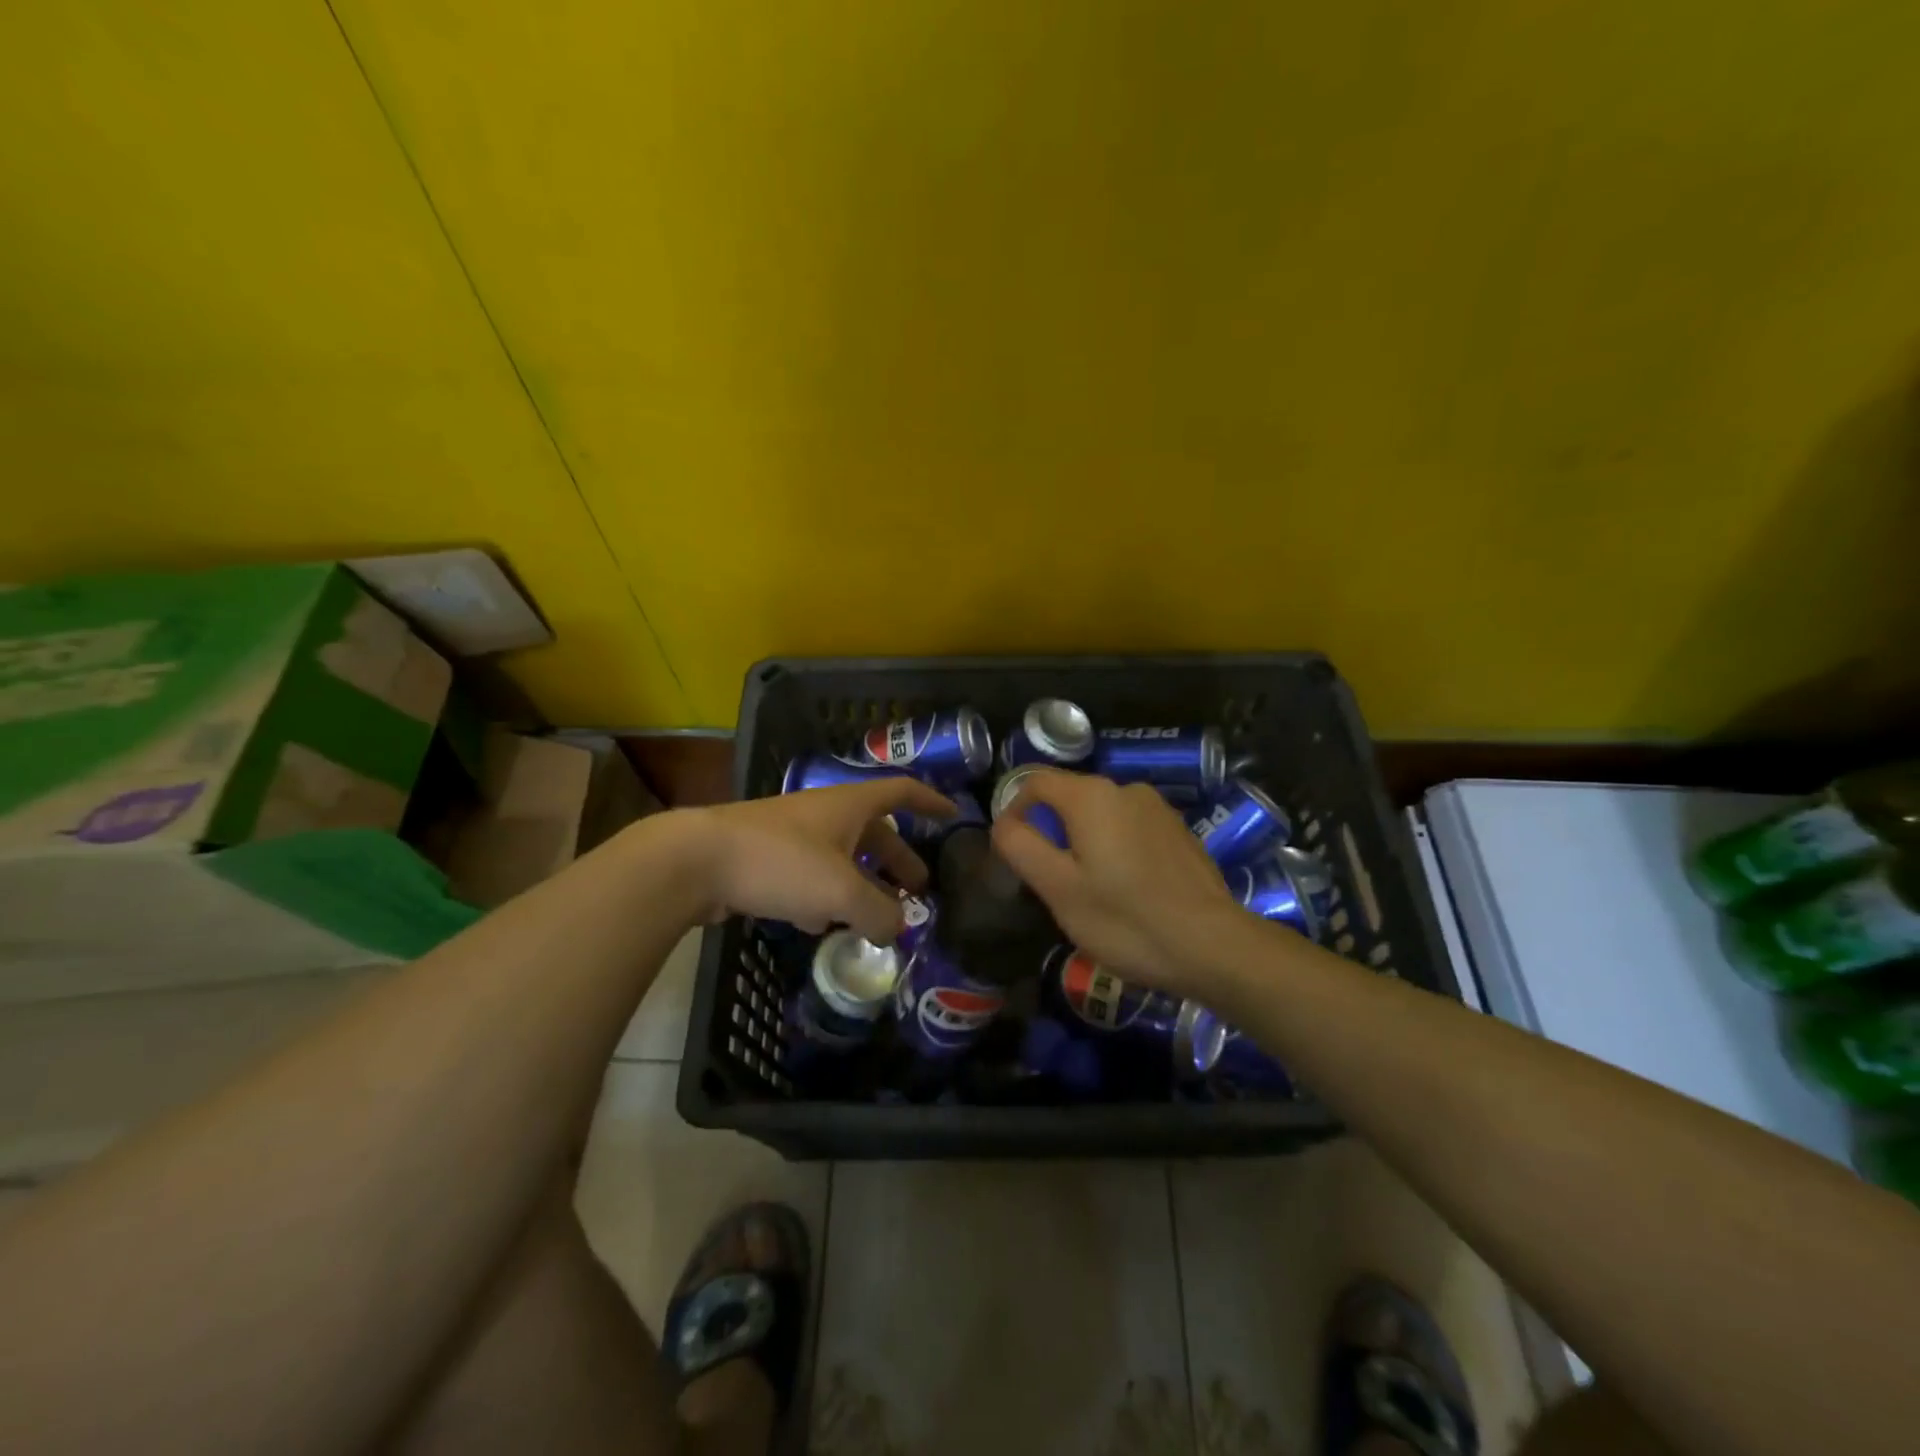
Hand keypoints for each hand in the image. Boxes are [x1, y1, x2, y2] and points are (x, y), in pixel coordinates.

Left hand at [684, 777, 957, 943]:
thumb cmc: (780, 863)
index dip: (930, 802)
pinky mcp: (765, 859)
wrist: (696, 860)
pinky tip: (819, 926)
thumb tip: (898, 928)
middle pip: (873, 832)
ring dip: (861, 884)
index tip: (953, 817)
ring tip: (875, 918)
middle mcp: (824, 814)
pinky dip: (824, 897)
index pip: (902, 792)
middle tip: (918, 890)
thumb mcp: (841, 891)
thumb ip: (879, 913)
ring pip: (840, 858)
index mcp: (849, 805)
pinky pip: (809, 876)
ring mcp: (792, 835)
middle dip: (898, 860)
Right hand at [991, 769, 1241, 993]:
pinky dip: (1117, 849)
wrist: (1213, 946)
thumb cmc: (1125, 919)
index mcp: (1092, 796)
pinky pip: (1132, 829)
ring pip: (1102, 815)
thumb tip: (1004, 823)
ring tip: (1090, 890)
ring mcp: (1158, 808)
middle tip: (1050, 880)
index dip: (1014, 810)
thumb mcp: (1058, 888)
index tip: (1012, 851)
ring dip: (1085, 842)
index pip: (1035, 782)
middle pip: (1070, 797)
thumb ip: (1021, 846)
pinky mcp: (1180, 831)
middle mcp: (1126, 789)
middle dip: (1051, 831)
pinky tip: (1127, 890)